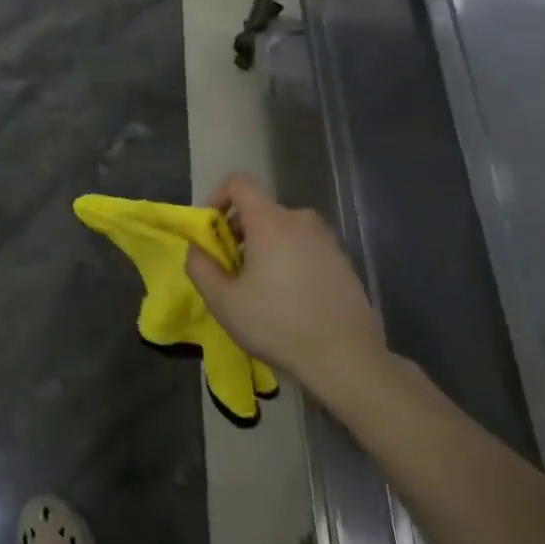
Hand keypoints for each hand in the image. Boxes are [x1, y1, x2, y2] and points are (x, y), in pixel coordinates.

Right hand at [184, 174, 387, 387]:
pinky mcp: (343, 262)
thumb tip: (197, 249)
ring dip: (264, 248)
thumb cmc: (277, 324)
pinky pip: (305, 248)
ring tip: (260, 289)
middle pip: (260, 210)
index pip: (238, 183)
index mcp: (270, 221)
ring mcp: (326, 240)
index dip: (217, 197)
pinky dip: (289, 261)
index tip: (211, 230)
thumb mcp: (223, 301)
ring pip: (283, 231)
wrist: (346, 359)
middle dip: (239, 233)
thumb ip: (200, 266)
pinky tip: (290, 299)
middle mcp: (300, 220)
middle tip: (231, 270)